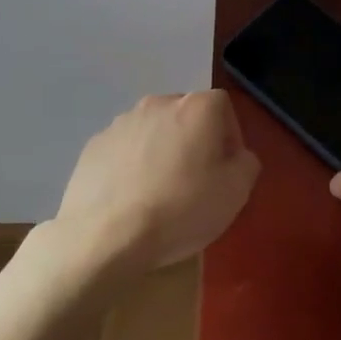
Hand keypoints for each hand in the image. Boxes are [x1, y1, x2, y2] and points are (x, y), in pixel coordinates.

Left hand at [45, 90, 260, 278]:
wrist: (105, 236)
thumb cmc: (180, 209)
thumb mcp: (236, 192)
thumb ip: (246, 163)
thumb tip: (236, 156)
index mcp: (196, 107)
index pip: (223, 107)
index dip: (230, 137)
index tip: (226, 170)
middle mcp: (157, 103)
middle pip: (185, 116)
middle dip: (194, 142)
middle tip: (195, 181)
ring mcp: (120, 122)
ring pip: (153, 132)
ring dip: (161, 152)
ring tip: (159, 193)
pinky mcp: (94, 145)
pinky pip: (124, 150)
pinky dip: (131, 166)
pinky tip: (131, 199)